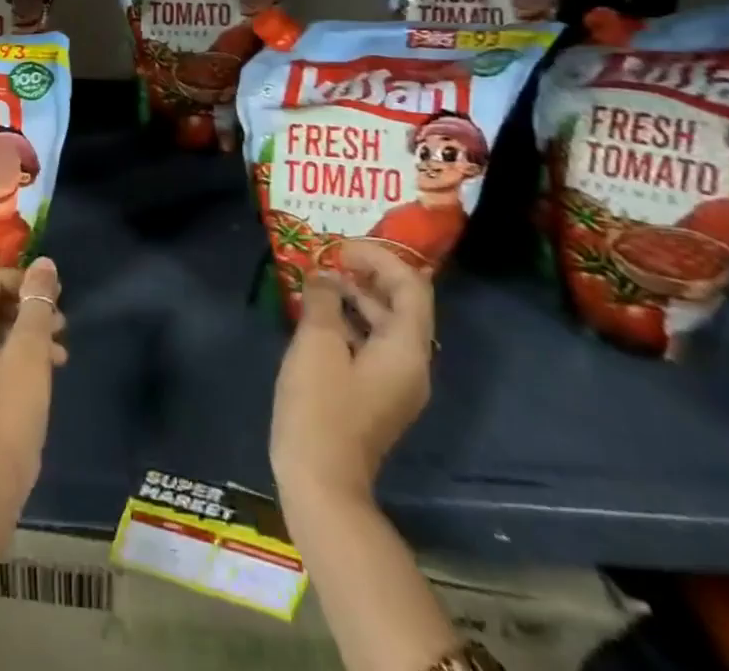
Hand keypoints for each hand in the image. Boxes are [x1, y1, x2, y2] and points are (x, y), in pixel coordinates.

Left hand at [0, 257, 66, 513]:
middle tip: (61, 321)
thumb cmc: (7, 413)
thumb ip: (36, 302)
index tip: (56, 294)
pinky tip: (46, 365)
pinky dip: (13, 352)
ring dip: (26, 331)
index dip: (25, 281)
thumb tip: (44, 262)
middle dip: (28, 308)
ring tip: (60, 348)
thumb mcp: (29, 352)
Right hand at [271, 240, 434, 506]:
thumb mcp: (317, 343)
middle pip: (401, 304)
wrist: (321, 482)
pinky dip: (349, 322)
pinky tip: (316, 316)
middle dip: (367, 274)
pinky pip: (370, 344)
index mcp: (406, 350)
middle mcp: (411, 364)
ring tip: (316, 280)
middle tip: (327, 257)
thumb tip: (326, 275)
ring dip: (355, 296)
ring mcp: (395, 383)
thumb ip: (324, 299)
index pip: (411, 287)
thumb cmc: (321, 407)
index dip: (379, 258)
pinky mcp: (375, 396)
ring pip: (383, 324)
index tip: (340, 246)